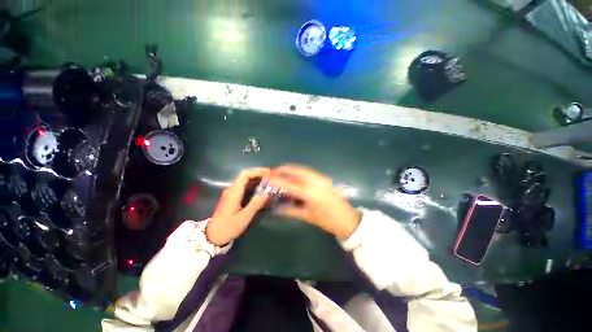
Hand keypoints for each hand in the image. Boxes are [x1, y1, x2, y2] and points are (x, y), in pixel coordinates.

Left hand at [206, 168, 270, 245]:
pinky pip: (244, 187)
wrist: (212, 236)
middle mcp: (232, 189)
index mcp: (234, 192)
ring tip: (269, 183)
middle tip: (272, 178)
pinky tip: (261, 190)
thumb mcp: (244, 217)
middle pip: (246, 176)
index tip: (269, 173)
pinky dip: (254, 186)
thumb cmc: (228, 227)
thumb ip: (256, 204)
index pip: (245, 175)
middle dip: (259, 175)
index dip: (257, 171)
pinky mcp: (232, 197)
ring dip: (257, 180)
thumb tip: (267, 193)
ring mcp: (231, 193)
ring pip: (245, 181)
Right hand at [268, 165, 360, 239]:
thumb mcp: (307, 216)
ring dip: (291, 169)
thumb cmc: (327, 221)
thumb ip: (290, 210)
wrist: (347, 219)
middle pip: (296, 170)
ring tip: (281, 173)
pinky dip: (299, 172)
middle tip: (272, 172)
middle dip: (283, 170)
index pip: (289, 183)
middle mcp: (316, 181)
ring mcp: (321, 178)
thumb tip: (276, 208)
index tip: (267, 178)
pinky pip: (308, 172)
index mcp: (311, 193)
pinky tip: (294, 176)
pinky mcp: (324, 178)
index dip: (277, 180)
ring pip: (302, 169)